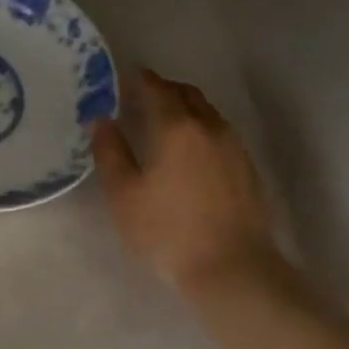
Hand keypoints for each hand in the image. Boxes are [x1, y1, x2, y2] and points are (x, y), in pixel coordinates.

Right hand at [92, 67, 280, 297]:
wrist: (233, 270)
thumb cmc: (167, 231)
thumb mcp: (123, 194)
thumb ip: (109, 151)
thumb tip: (100, 120)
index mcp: (177, 128)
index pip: (156, 89)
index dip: (138, 79)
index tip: (122, 78)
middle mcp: (209, 127)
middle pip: (186, 94)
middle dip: (163, 89)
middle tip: (140, 96)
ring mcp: (234, 147)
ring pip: (207, 112)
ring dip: (184, 108)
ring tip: (162, 122)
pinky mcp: (248, 168)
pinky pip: (220, 132)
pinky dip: (200, 128)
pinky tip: (188, 150)